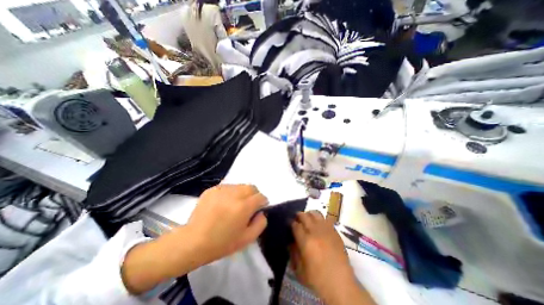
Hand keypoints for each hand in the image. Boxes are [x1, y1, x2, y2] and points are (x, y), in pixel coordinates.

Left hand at [121, 184, 267, 293]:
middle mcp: (234, 194)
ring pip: (240, 186)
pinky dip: (230, 193)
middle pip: (251, 187)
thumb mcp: (247, 239)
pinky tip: (223, 204)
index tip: (258, 209)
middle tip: (247, 206)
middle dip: (254, 195)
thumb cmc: (222, 243)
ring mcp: (222, 190)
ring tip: (234, 205)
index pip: (260, 196)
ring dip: (242, 193)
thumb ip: (260, 223)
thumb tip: (261, 212)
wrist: (193, 242)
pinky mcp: (212, 189)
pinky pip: (227, 187)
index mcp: (243, 207)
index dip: (262, 203)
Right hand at [291, 211, 376, 304]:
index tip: (290, 224)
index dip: (291, 223)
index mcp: (305, 241)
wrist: (340, 283)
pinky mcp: (334, 231)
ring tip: (308, 219)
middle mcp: (315, 232)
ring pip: (315, 214)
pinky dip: (320, 219)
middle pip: (304, 216)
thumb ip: (293, 253)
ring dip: (309, 215)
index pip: (295, 225)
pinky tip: (319, 224)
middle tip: (298, 219)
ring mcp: (326, 230)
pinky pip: (326, 219)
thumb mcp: (299, 270)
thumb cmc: (317, 279)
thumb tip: (291, 241)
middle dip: (299, 216)